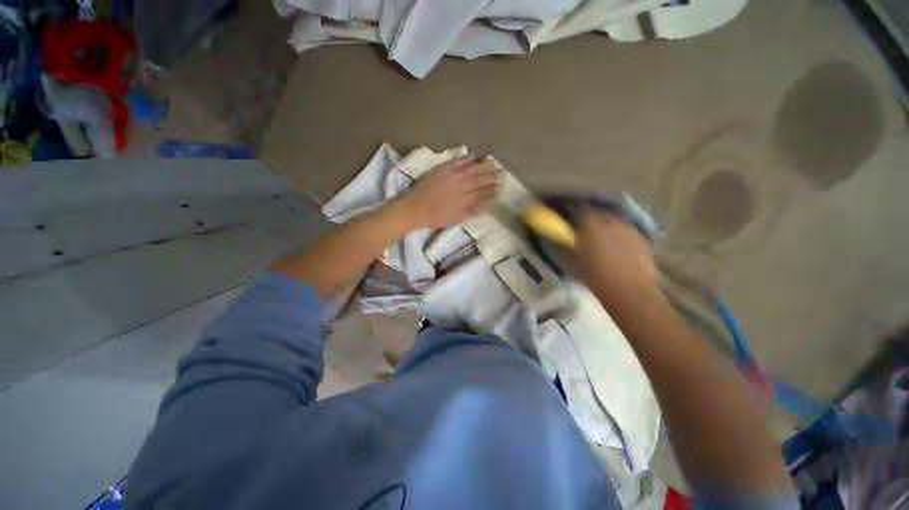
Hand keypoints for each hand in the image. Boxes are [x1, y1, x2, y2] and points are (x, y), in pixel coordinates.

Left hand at [398, 156, 500, 229]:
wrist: (413, 209)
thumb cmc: (433, 218)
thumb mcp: (453, 220)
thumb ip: (469, 213)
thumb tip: (484, 208)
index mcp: (462, 201)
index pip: (481, 194)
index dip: (492, 190)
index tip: (501, 186)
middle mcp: (459, 187)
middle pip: (479, 180)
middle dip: (492, 176)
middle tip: (502, 172)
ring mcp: (450, 177)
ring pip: (470, 170)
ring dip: (483, 166)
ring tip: (493, 162)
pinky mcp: (441, 170)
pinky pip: (456, 162)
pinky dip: (465, 159)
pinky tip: (474, 156)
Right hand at [572, 208, 659, 304]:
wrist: (629, 291)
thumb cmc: (595, 276)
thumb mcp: (571, 261)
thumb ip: (565, 245)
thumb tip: (561, 238)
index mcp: (591, 224)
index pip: (579, 209)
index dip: (573, 212)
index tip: (569, 219)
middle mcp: (610, 220)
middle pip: (599, 211)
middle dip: (591, 217)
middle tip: (585, 228)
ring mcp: (628, 228)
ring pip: (614, 220)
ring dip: (606, 225)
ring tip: (602, 237)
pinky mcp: (642, 238)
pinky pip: (626, 230)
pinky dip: (619, 234)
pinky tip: (617, 246)